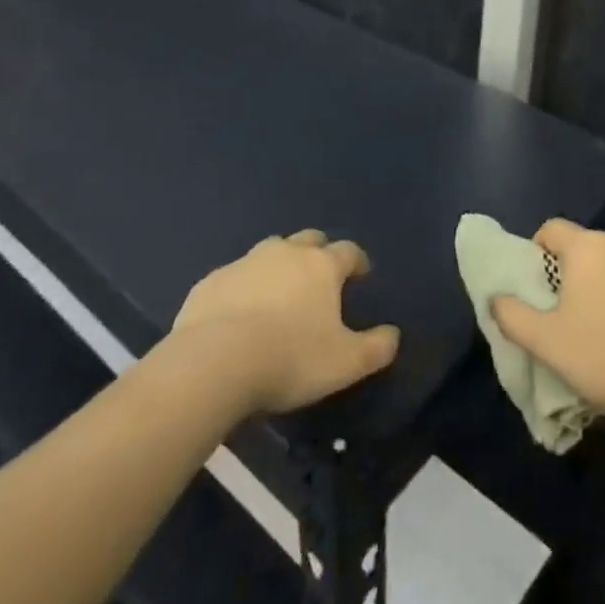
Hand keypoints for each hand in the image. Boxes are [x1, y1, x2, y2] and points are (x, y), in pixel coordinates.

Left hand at [174, 230, 399, 414]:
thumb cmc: (290, 358)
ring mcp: (245, 263)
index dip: (357, 261)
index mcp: (321, 266)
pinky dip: (242, 288)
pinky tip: (238, 314)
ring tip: (279, 294)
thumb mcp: (346, 363)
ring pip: (269, 253)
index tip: (361, 274)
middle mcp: (285, 253)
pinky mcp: (211, 282)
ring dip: (279, 267)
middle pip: (308, 240)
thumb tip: (393, 335)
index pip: (348, 251)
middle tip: (320, 277)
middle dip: (318, 253)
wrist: (215, 362)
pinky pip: (234, 278)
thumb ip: (376, 348)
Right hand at [492, 219, 604, 424]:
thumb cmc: (600, 355)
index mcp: (588, 247)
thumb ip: (511, 314)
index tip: (538, 283)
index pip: (553, 228)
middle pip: (588, 247)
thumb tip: (496, 299)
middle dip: (575, 271)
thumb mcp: (543, 340)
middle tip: (567, 310)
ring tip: (604, 328)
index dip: (539, 250)